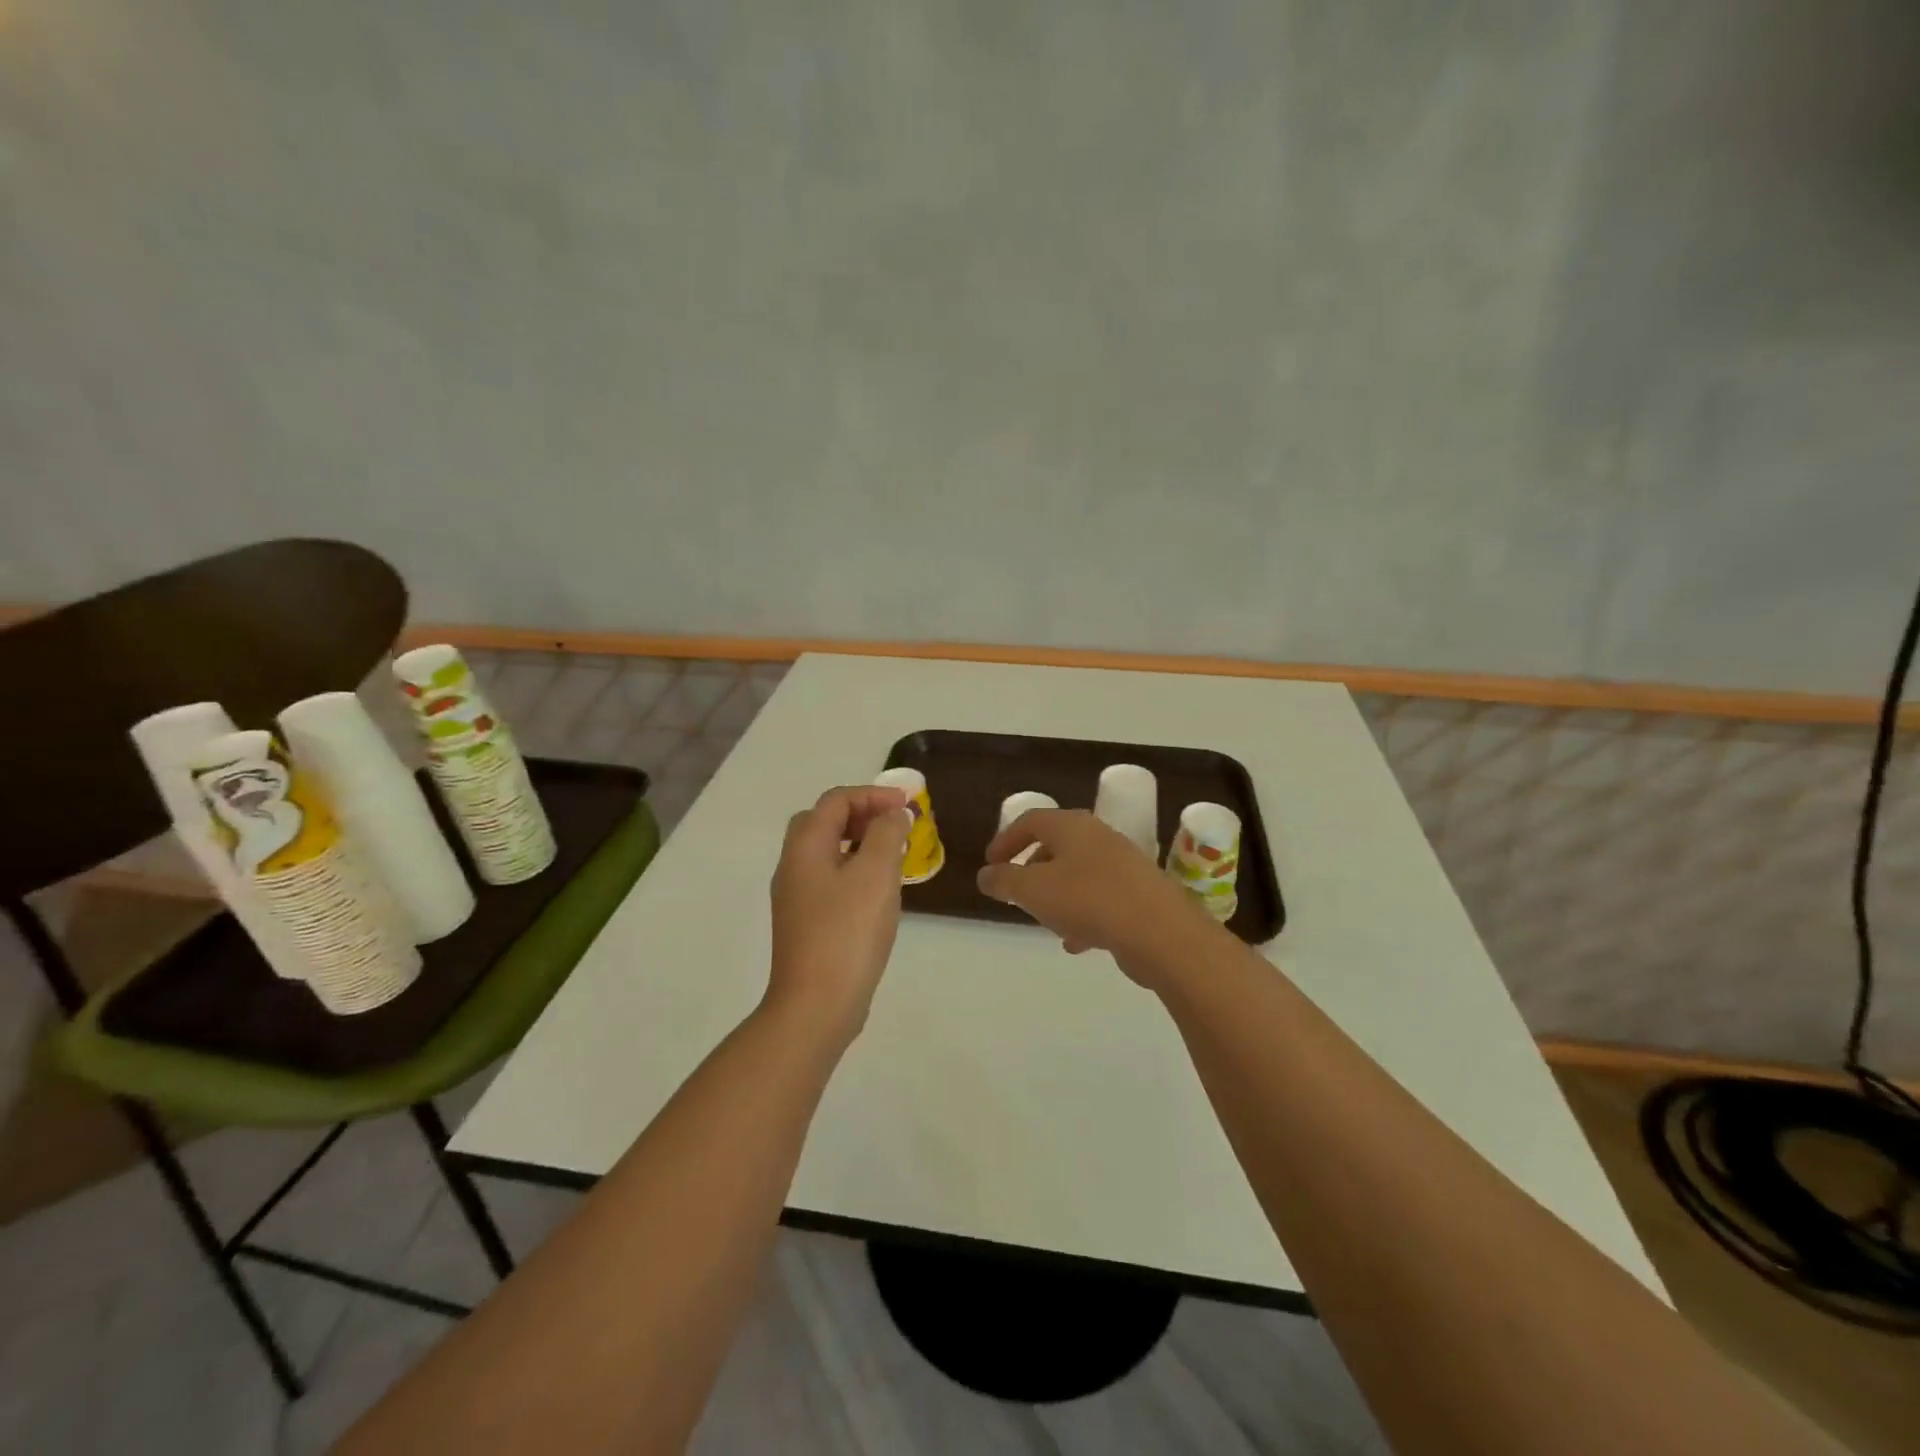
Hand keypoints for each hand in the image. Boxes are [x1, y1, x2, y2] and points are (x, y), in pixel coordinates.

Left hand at [767, 785, 911, 1044]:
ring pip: (826, 852)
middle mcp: (793, 866)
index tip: (907, 806)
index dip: (872, 795)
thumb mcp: (876, 874)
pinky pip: (829, 880)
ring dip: (859, 844)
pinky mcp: (805, 923)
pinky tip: (878, 892)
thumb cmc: (848, 932)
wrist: (817, 1004)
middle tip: (894, 826)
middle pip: (823, 822)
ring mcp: (796, 897)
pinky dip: (854, 871)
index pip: (835, 801)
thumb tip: (892, 815)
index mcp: (805, 847)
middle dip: (861, 815)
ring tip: (894, 856)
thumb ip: (887, 834)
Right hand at [977, 809, 1218, 987]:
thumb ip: (1004, 881)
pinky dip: (1082, 915)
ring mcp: (1123, 864)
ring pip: (1078, 874)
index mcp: (1071, 826)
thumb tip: (986, 875)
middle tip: (1017, 893)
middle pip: (1056, 845)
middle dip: (1032, 869)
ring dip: (1057, 896)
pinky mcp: (1139, 893)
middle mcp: (1098, 837)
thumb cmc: (1088, 900)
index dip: (1006, 839)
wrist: (1159, 931)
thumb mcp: (1032, 890)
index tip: (990, 863)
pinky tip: (1076, 943)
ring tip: (1045, 922)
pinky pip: (1100, 898)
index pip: (1031, 820)